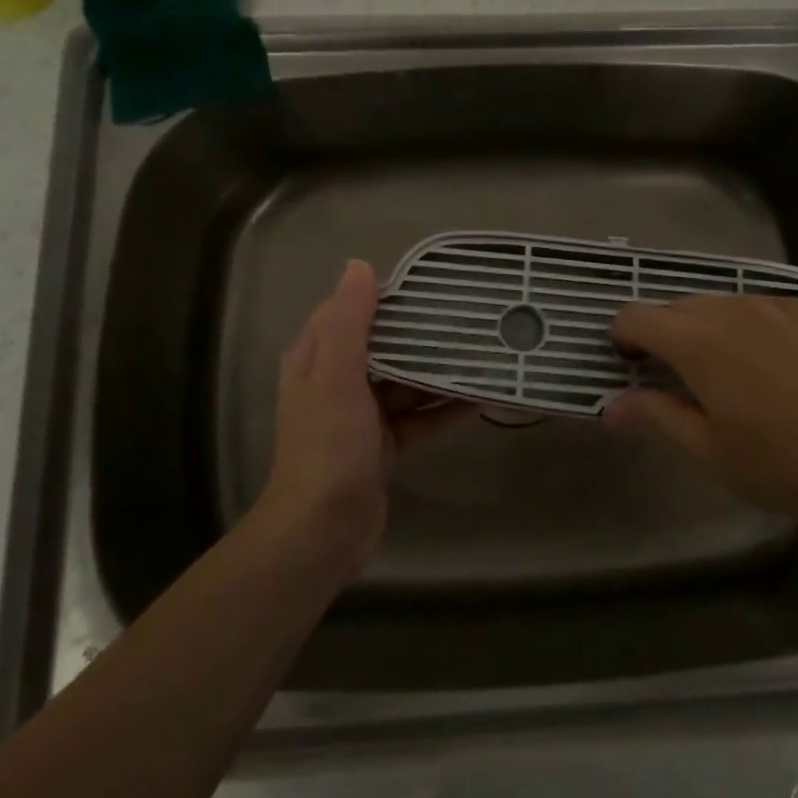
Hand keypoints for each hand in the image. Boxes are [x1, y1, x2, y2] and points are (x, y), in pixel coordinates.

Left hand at [257, 260, 467, 578]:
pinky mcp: (382, 446)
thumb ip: (349, 323)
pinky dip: (442, 409)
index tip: (427, 284)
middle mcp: (336, 382)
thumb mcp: (337, 377)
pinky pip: (417, 417)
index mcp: (316, 359)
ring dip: (436, 371)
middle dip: (419, 333)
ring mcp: (360, 416)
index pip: (349, 312)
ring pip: (404, 382)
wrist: (322, 532)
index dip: (383, 295)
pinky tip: (479, 400)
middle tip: (466, 316)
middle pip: (383, 346)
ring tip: (480, 352)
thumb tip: (360, 265)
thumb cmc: (328, 447)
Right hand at [606, 294, 797, 542]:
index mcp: (698, 341)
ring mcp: (782, 305)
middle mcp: (734, 309)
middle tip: (683, 379)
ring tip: (739, 375)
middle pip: (679, 306)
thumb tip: (611, 407)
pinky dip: (759, 330)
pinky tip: (787, 370)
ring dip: (714, 330)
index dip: (624, 337)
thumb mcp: (710, 452)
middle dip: (668, 335)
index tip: (632, 366)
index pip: (637, 316)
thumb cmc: (787, 464)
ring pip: (727, 305)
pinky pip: (771, 310)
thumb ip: (655, 417)